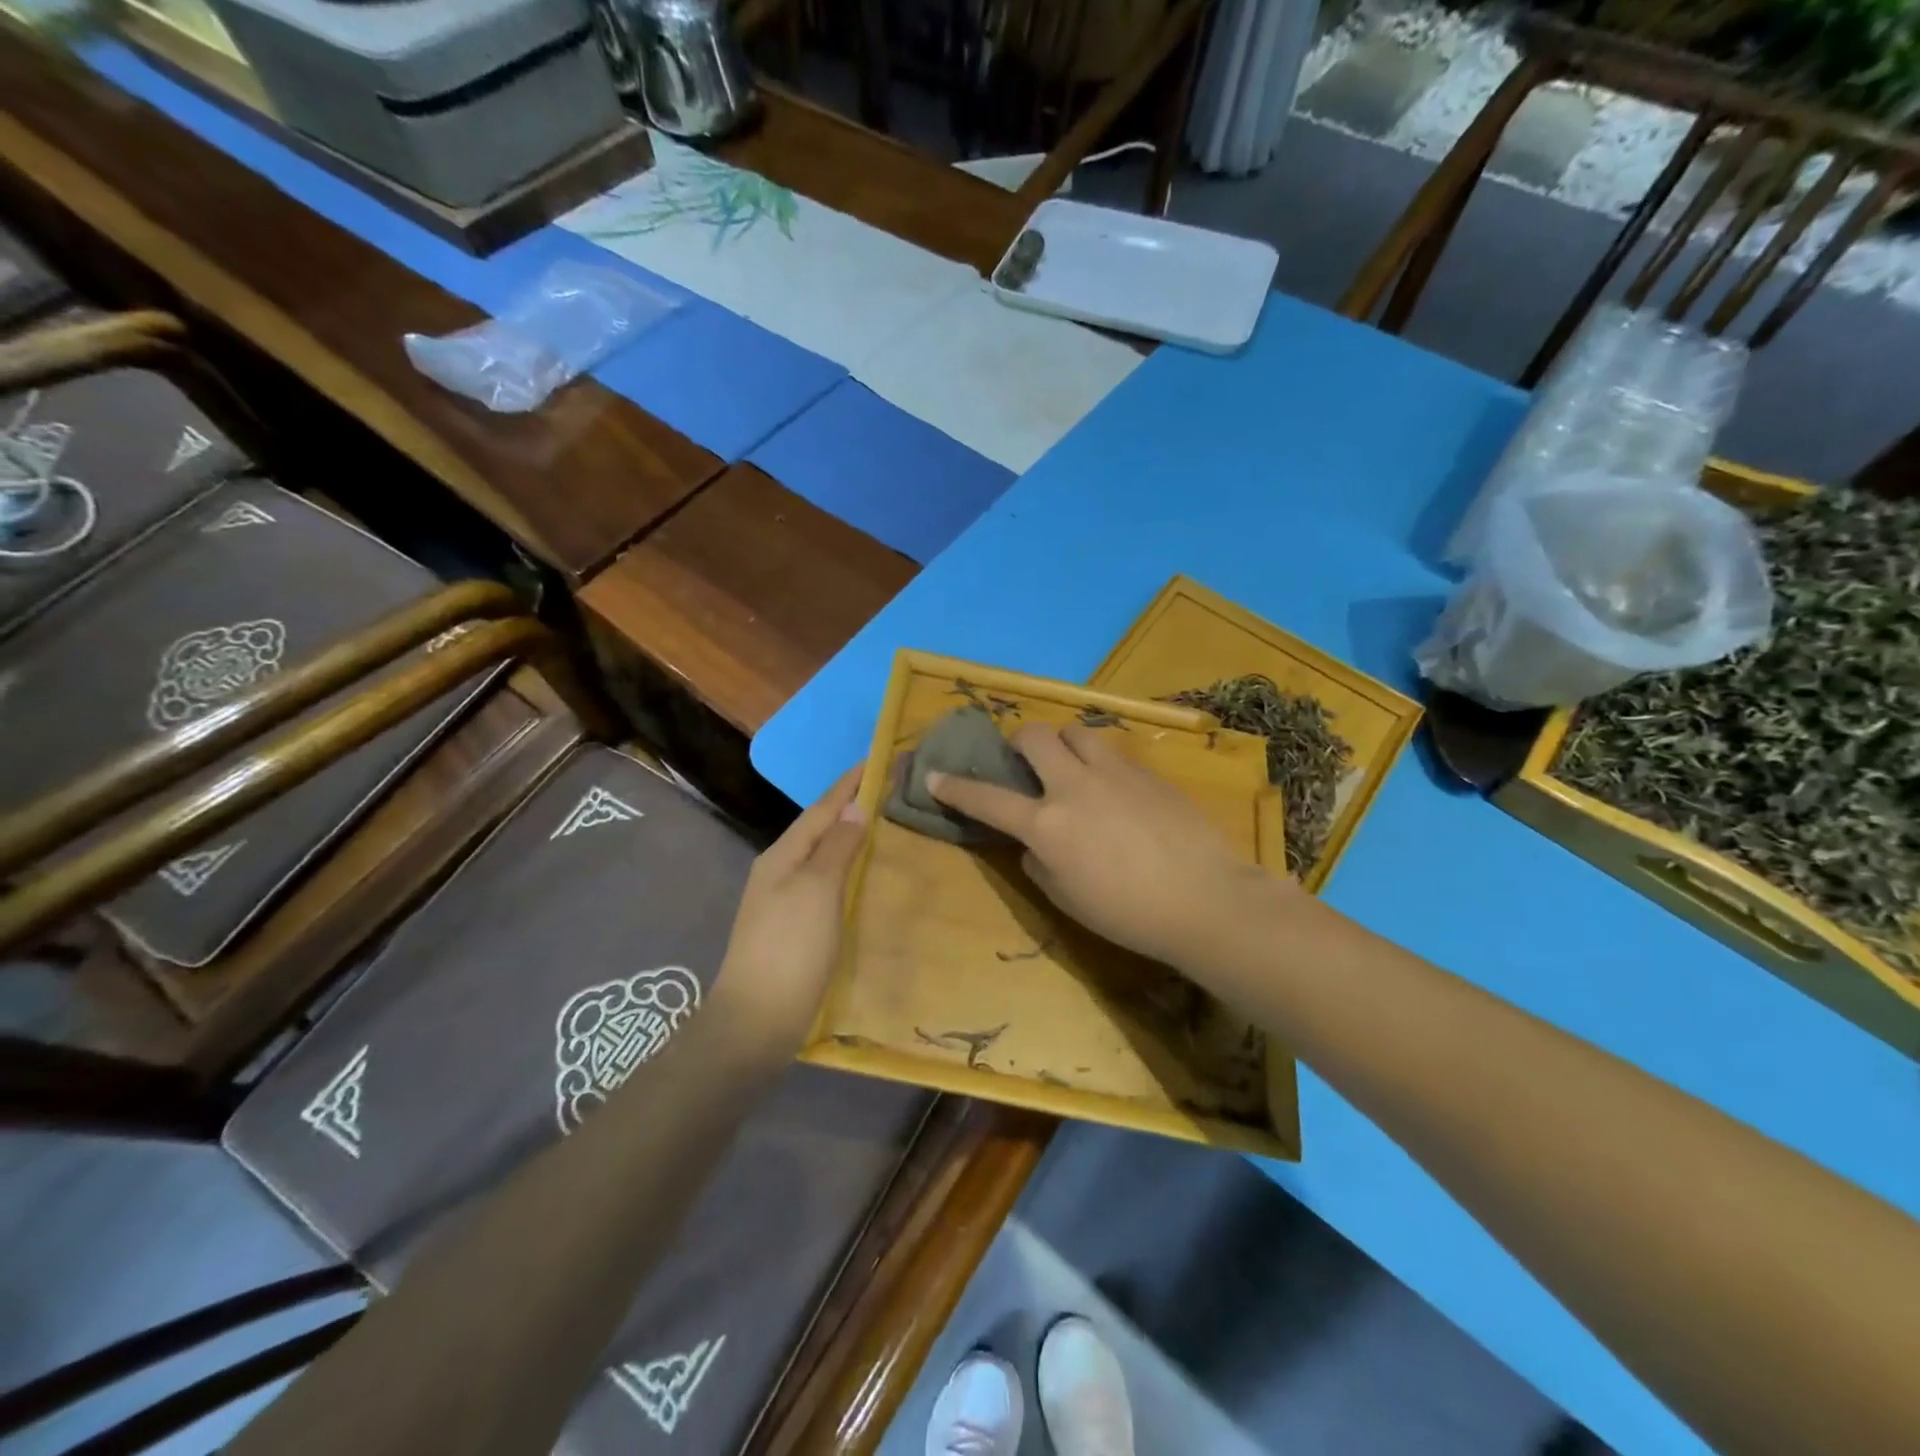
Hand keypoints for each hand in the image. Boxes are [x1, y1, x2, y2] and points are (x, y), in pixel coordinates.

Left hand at [718, 767, 865, 1044]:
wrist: (757, 1020)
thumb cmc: (790, 948)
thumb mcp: (816, 890)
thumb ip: (837, 847)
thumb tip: (855, 808)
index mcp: (783, 855)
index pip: (823, 807)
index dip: (850, 782)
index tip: (879, 757)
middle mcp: (780, 870)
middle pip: (821, 827)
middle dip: (851, 804)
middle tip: (889, 788)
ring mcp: (785, 899)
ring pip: (823, 854)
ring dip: (850, 835)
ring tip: (883, 822)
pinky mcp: (795, 926)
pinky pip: (826, 881)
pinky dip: (848, 868)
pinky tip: (864, 874)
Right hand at [928, 723, 1287, 970]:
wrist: (1205, 900)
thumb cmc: (1128, 914)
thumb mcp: (1067, 900)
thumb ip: (1039, 864)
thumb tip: (1035, 843)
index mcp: (1046, 825)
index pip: (987, 799)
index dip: (954, 788)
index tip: (933, 776)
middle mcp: (1073, 786)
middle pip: (1033, 735)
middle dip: (1019, 742)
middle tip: (1026, 761)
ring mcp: (1114, 772)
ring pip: (1076, 730)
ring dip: (1064, 743)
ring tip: (1073, 767)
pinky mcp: (1147, 771)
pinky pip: (1113, 751)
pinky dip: (1100, 761)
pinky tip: (1116, 789)